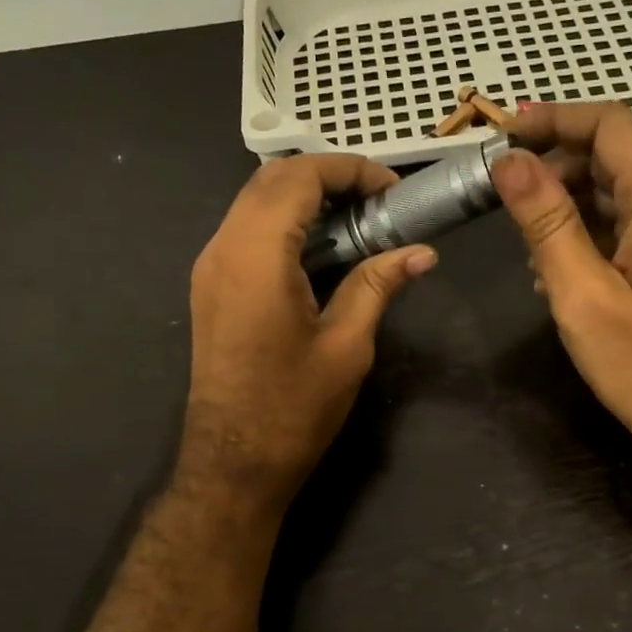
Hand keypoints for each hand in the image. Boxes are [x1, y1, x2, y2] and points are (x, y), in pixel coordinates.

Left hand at [181, 154, 436, 511]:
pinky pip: (245, 231)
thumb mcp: (347, 345)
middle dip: (327, 176)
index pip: (299, 177)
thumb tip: (422, 253)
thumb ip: (378, 285)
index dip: (349, 170)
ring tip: (356, 222)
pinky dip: (284, 222)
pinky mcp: (210, 287)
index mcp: (256, 255)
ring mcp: (209, 267)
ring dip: (304, 197)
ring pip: (254, 202)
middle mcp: (222, 248)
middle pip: (271, 179)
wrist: (233, 462)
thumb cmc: (293, 409)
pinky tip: (321, 250)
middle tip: (377, 202)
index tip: (392, 191)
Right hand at [491, 103, 631, 470]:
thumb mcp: (582, 295)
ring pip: (618, 191)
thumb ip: (545, 223)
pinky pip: (629, 224)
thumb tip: (509, 161)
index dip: (554, 119)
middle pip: (614, 155)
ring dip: (568, 204)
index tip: (502, 134)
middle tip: (503, 197)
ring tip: (527, 247)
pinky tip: (558, 271)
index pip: (610, 125)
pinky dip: (589, 232)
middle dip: (555, 166)